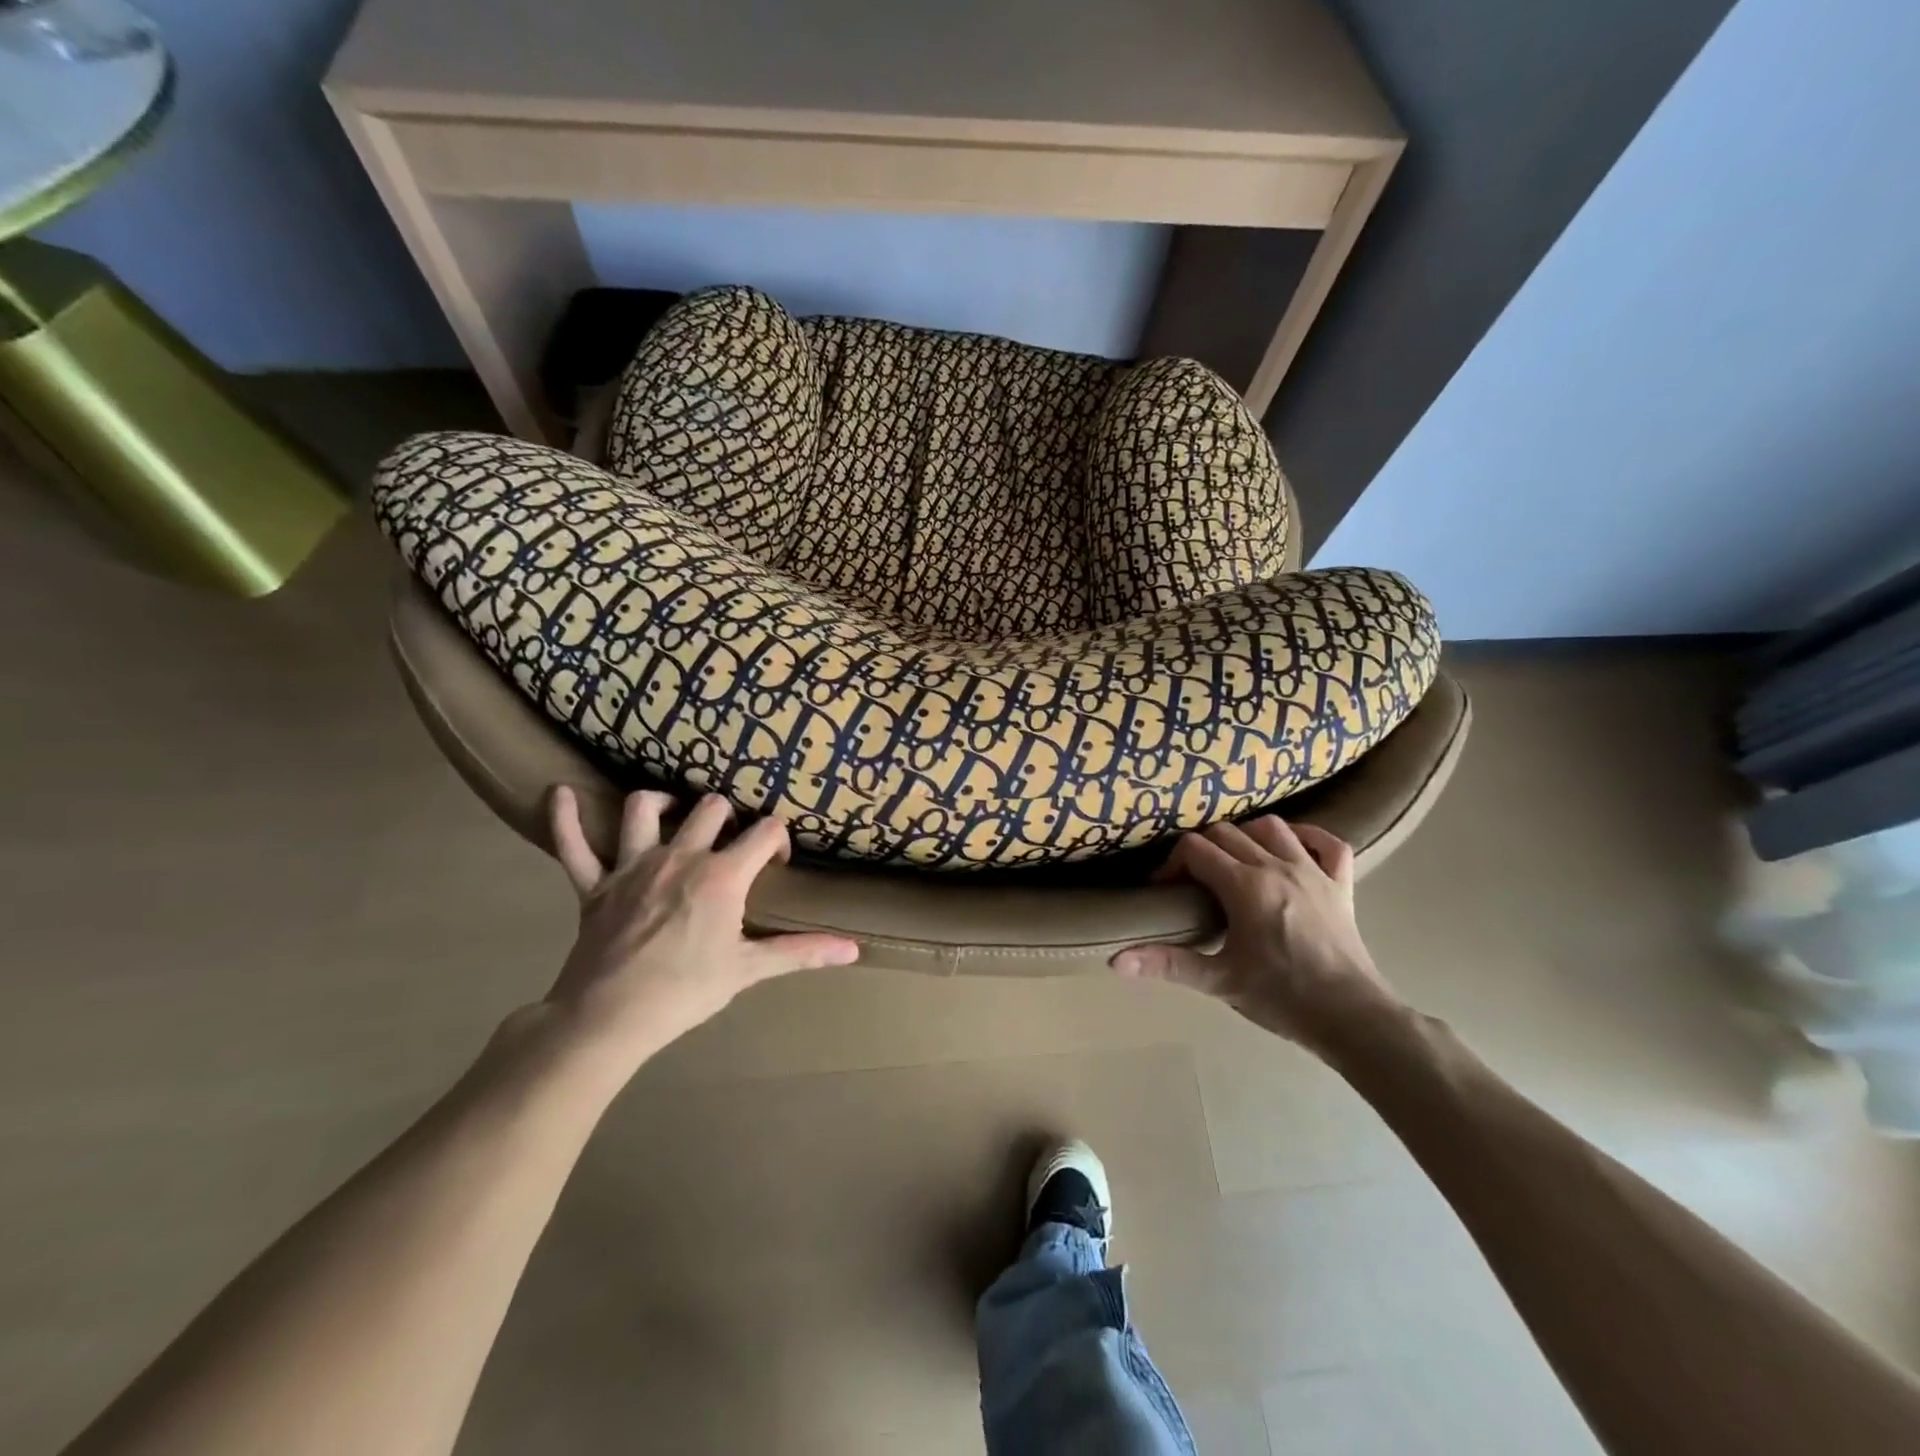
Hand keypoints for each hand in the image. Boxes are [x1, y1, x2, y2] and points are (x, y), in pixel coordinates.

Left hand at [538, 787, 859, 1077]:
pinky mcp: (594, 884)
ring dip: (661, 803)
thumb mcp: (749, 970)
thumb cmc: (686, 992)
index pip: (765, 832)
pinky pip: (573, 843)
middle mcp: (680, 856)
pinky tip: (559, 793)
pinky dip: (566, 818)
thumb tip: (853, 949)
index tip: (775, 864)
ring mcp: (632, 865)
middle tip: (730, 842)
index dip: (777, 840)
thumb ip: (802, 952)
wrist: (609, 1019)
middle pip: (712, 808)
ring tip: (673, 811)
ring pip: (645, 808)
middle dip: (729, 817)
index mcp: (721, 875)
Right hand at [1111, 817, 1404, 1058]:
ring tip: (1235, 862)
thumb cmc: (1281, 998)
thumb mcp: (1218, 981)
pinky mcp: (1341, 885)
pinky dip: (1308, 836)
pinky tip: (1292, 848)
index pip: (1196, 849)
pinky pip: (1328, 843)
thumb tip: (1116, 961)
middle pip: (1228, 833)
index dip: (1173, 864)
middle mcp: (1277, 866)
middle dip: (1203, 850)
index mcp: (1245, 886)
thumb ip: (1167, 964)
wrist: (1352, 1018)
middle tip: (1194, 881)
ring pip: (1272, 828)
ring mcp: (1313, 871)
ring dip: (1247, 836)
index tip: (1166, 889)